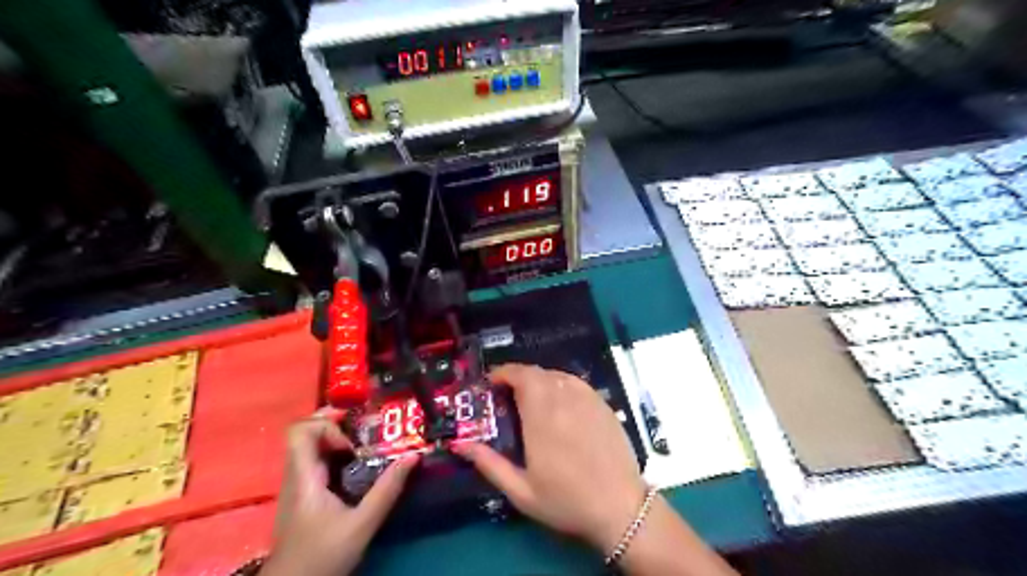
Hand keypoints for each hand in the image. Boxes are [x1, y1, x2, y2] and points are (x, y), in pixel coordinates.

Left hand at [260, 407, 418, 575]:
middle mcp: (295, 475)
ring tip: (368, 445)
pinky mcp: (303, 494)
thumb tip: (413, 456)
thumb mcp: (362, 524)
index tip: (352, 442)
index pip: (299, 431)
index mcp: (303, 477)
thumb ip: (387, 490)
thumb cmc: (323, 557)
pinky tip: (358, 466)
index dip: (326, 425)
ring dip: (338, 439)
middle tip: (366, 429)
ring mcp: (297, 484)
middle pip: (306, 432)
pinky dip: (336, 454)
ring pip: (311, 446)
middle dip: (337, 424)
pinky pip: (316, 460)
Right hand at [452, 365, 644, 553]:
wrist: (620, 507)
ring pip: (556, 374)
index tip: (491, 383)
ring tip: (530, 398)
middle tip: (506, 394)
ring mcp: (587, 399)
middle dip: (517, 376)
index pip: (521, 376)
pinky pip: (575, 382)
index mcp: (542, 417)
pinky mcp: (602, 403)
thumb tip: (459, 444)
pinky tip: (558, 402)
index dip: (503, 373)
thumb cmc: (567, 501)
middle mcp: (564, 400)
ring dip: (538, 379)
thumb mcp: (521, 491)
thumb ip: (489, 464)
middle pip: (537, 372)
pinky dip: (559, 383)